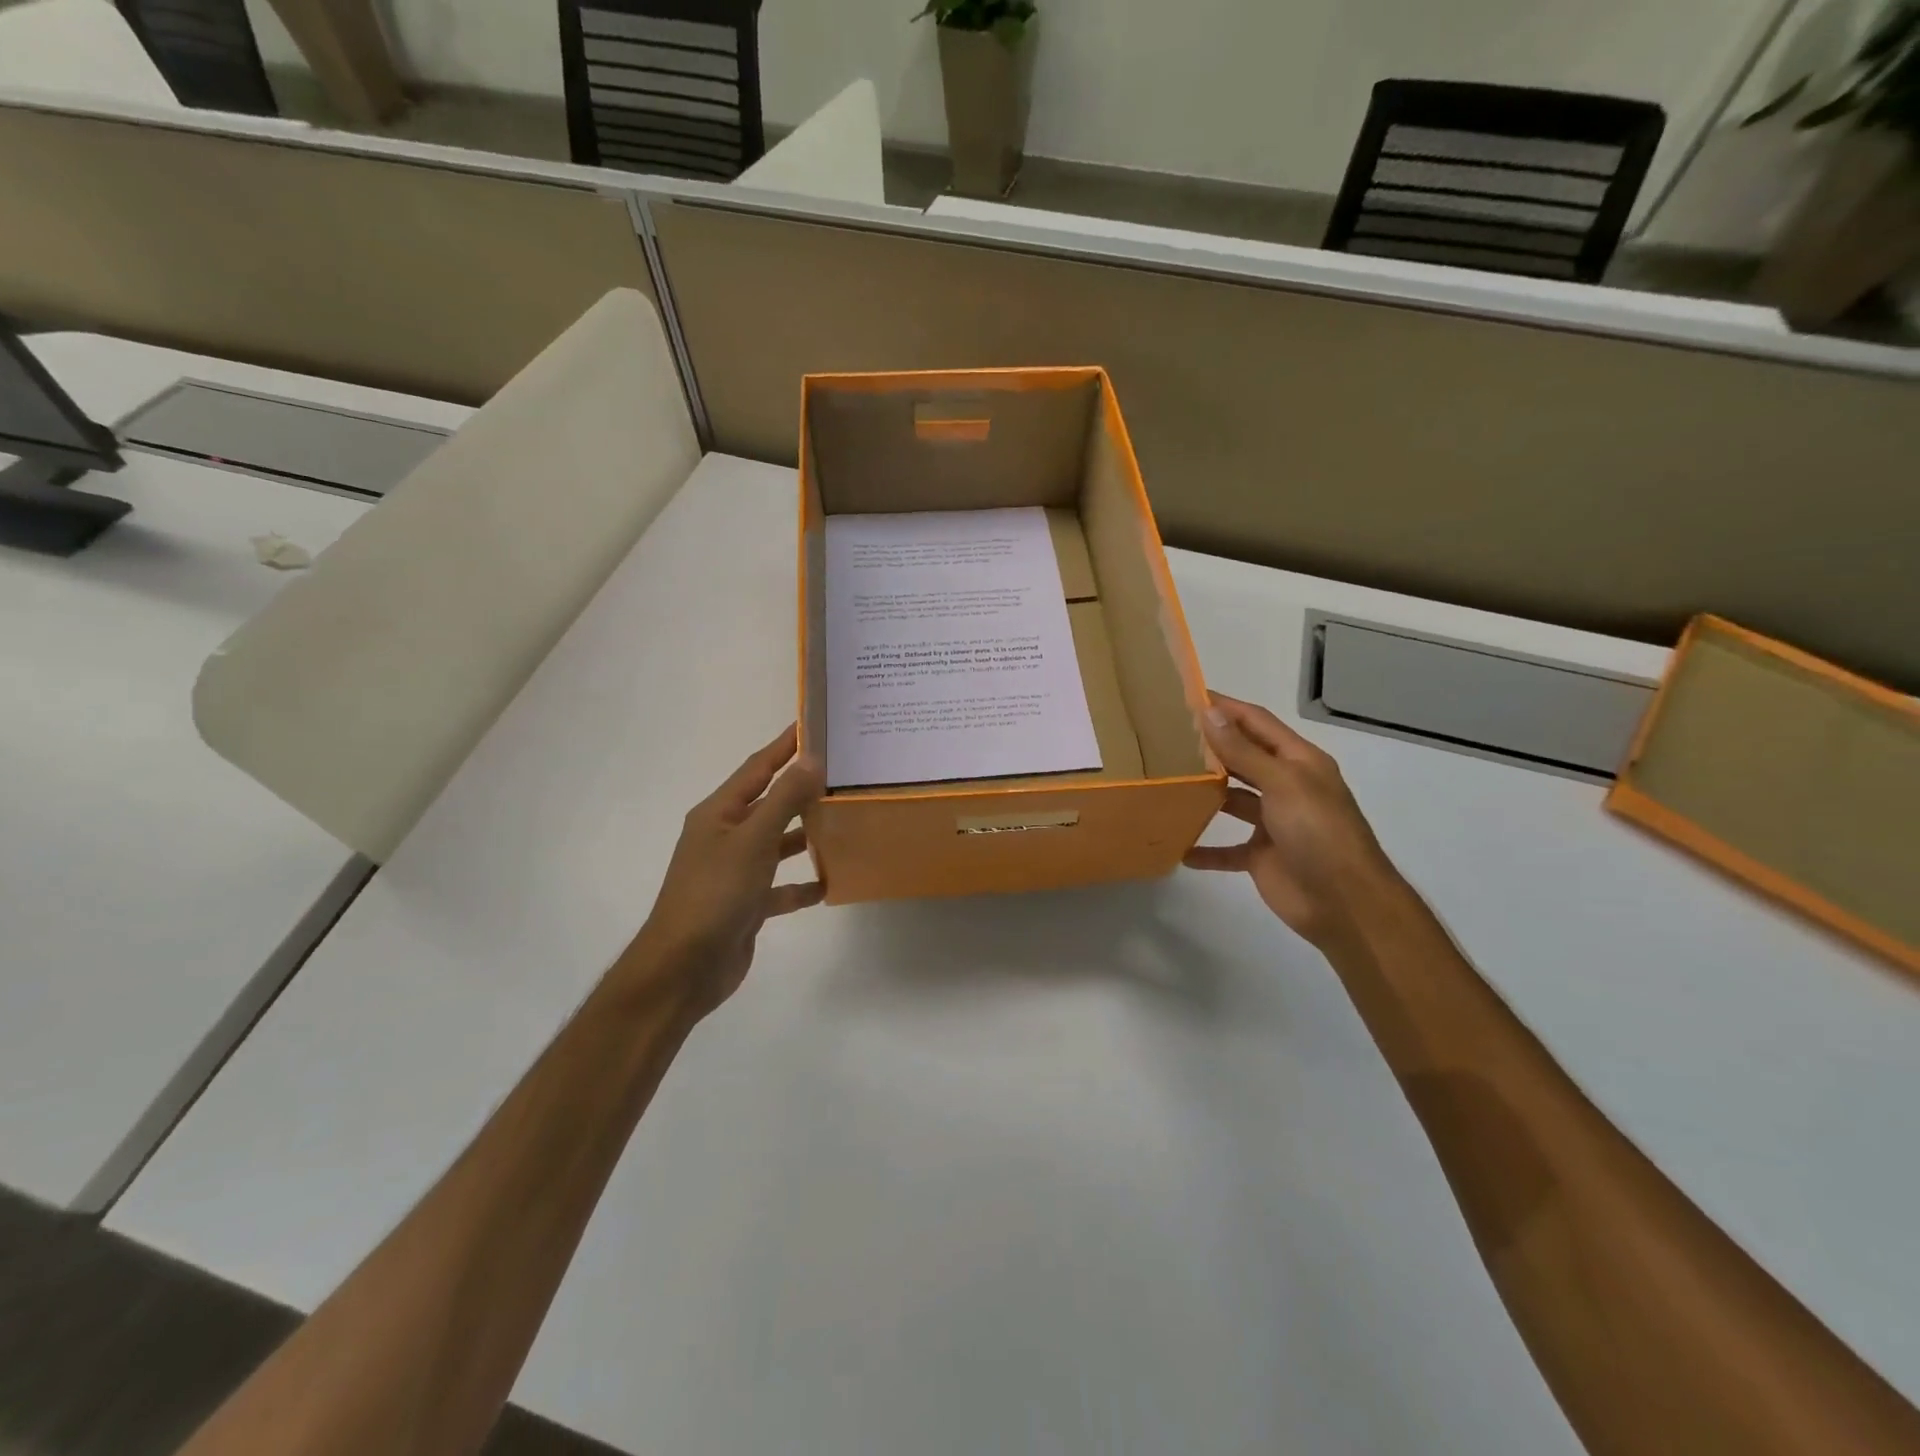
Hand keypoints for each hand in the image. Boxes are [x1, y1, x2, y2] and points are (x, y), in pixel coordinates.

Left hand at [625, 726, 823, 1019]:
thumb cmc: (715, 893)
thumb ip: (784, 799)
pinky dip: (802, 885)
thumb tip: (811, 759)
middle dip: (802, 790)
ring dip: (805, 836)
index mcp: (719, 813)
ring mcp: (735, 872)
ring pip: (777, 845)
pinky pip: (780, 887)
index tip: (813, 725)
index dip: (784, 746)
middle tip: (843, 773)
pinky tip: (830, 882)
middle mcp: (726, 837)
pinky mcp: (746, 904)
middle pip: (770, 804)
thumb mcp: (752, 840)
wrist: (684, 967)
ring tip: (844, 822)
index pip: (757, 768)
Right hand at [1184, 693, 1401, 946]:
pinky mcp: (1262, 856)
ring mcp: (1274, 823)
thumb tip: (1210, 713)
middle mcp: (1286, 786)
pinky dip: (1205, 849)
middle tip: (1166, 736)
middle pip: (1243, 758)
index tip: (1188, 696)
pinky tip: (1179, 847)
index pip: (1257, 723)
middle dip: (1211, 747)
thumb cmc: (1319, 832)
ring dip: (1205, 793)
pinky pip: (1227, 849)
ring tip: (1167, 782)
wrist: (1345, 903)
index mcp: (1299, 762)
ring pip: (1233, 800)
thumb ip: (1244, 751)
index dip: (1226, 708)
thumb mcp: (1283, 783)